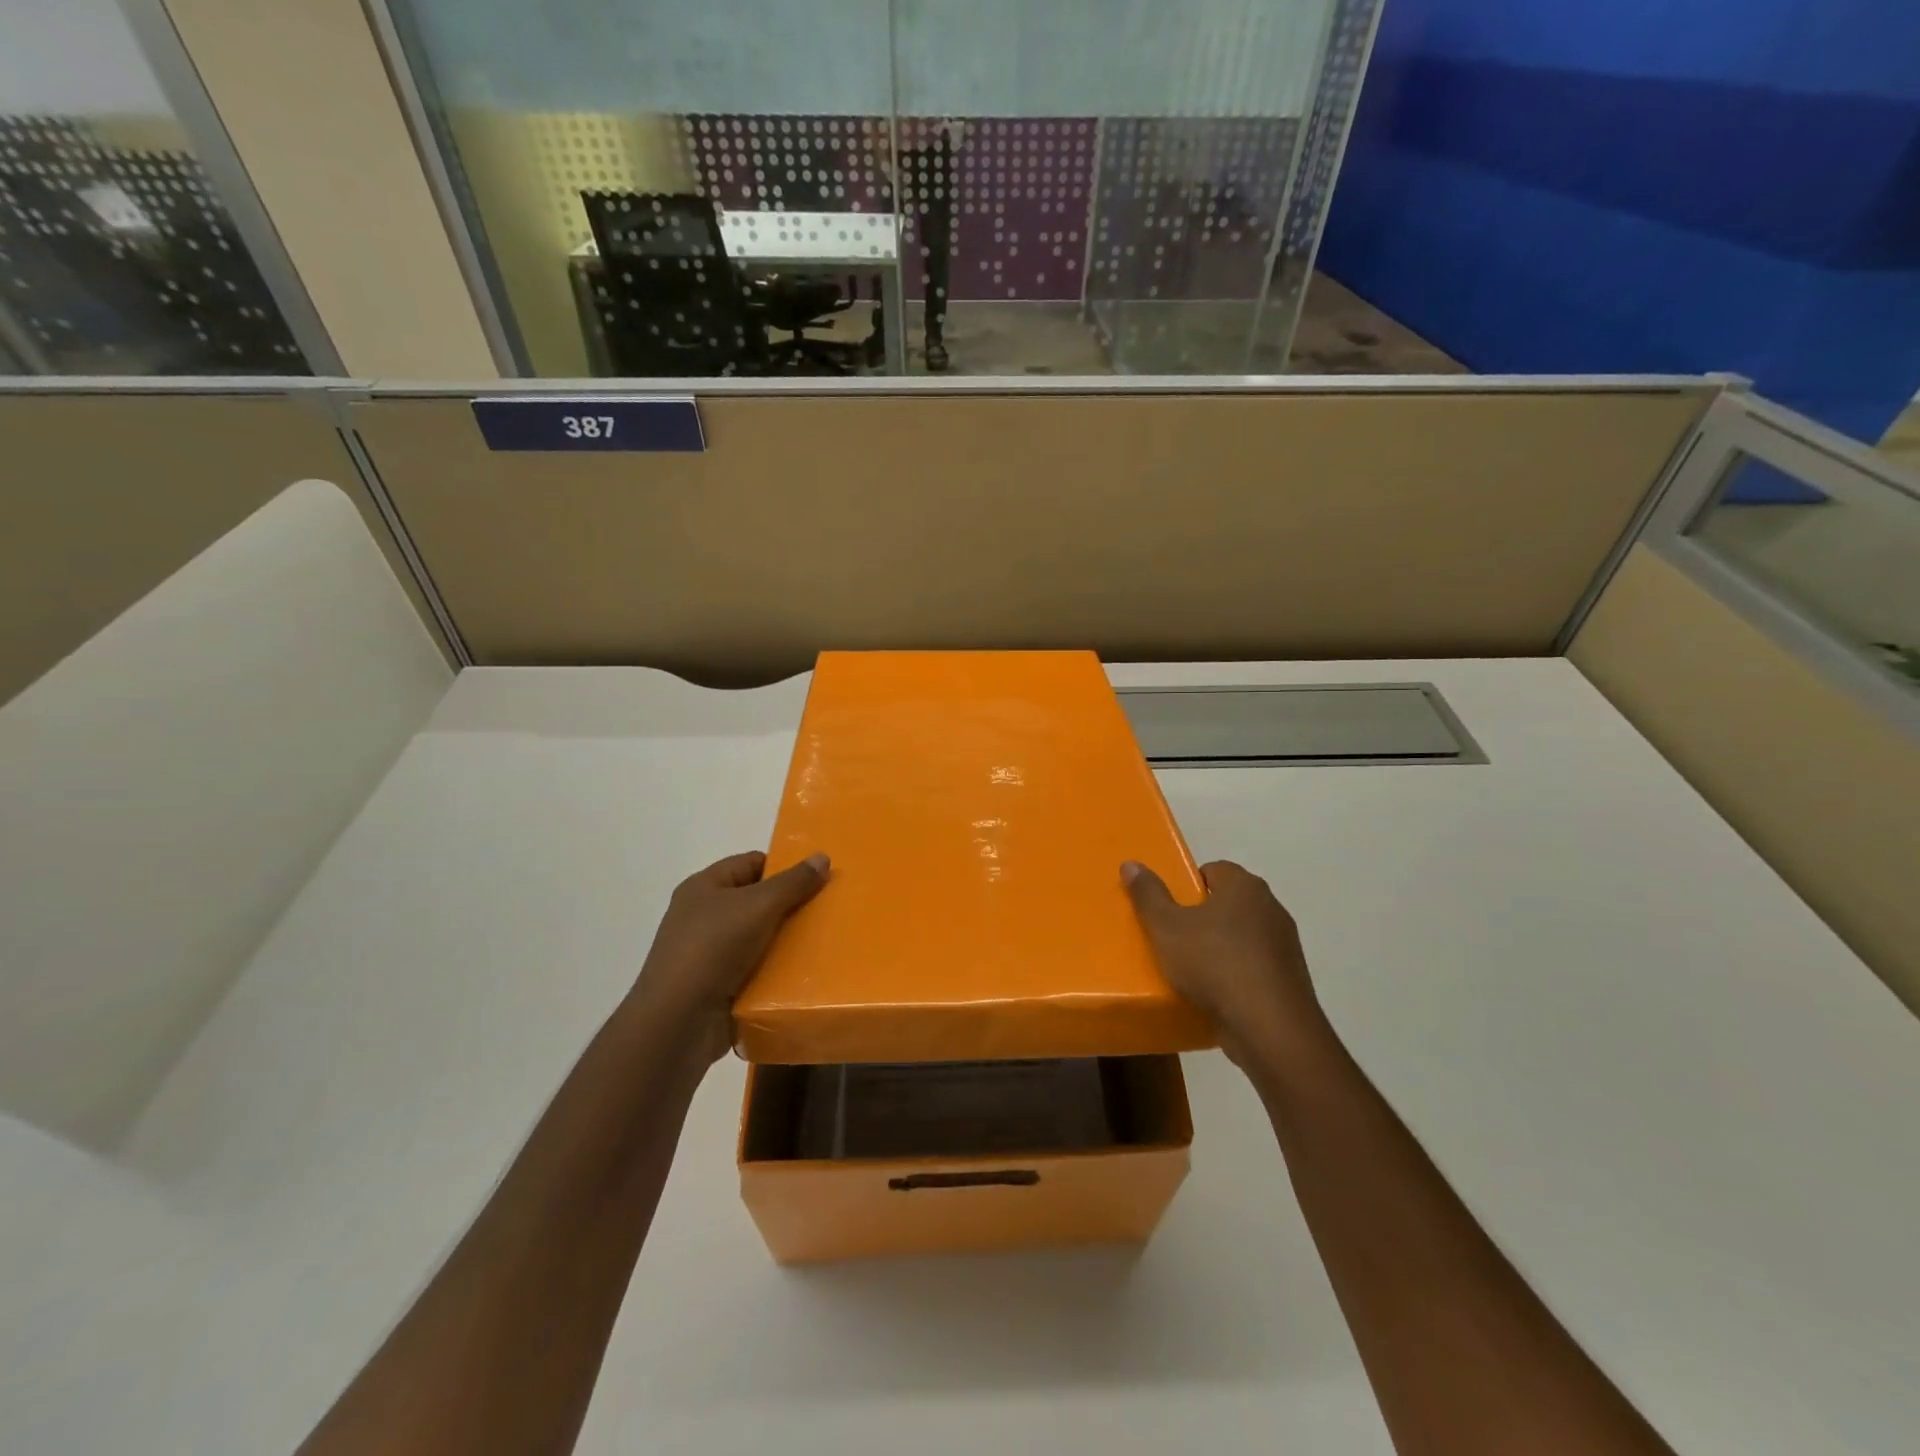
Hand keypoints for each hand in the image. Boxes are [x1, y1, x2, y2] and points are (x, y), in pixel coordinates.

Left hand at [631, 851, 829, 1060]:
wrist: (677, 1023)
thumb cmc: (713, 949)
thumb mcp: (759, 906)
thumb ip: (793, 882)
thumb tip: (822, 857)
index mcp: (704, 887)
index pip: (751, 864)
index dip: (784, 867)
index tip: (819, 879)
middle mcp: (703, 916)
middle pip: (757, 901)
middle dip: (791, 906)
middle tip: (827, 910)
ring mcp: (709, 954)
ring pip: (759, 938)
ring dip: (786, 942)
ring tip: (823, 942)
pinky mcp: (717, 987)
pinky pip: (755, 970)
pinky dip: (776, 971)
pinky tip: (804, 975)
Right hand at [1122, 859, 1333, 1077]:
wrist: (1269, 1028)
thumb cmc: (1214, 964)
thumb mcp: (1167, 928)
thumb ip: (1148, 895)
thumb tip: (1131, 864)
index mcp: (1244, 886)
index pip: (1214, 870)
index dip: (1188, 885)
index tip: (1170, 909)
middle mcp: (1271, 908)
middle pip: (1229, 903)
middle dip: (1203, 917)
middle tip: (1174, 937)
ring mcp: (1286, 945)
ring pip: (1243, 936)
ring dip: (1222, 947)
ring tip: (1192, 970)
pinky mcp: (1291, 980)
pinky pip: (1256, 967)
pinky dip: (1237, 974)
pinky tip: (1217, 994)